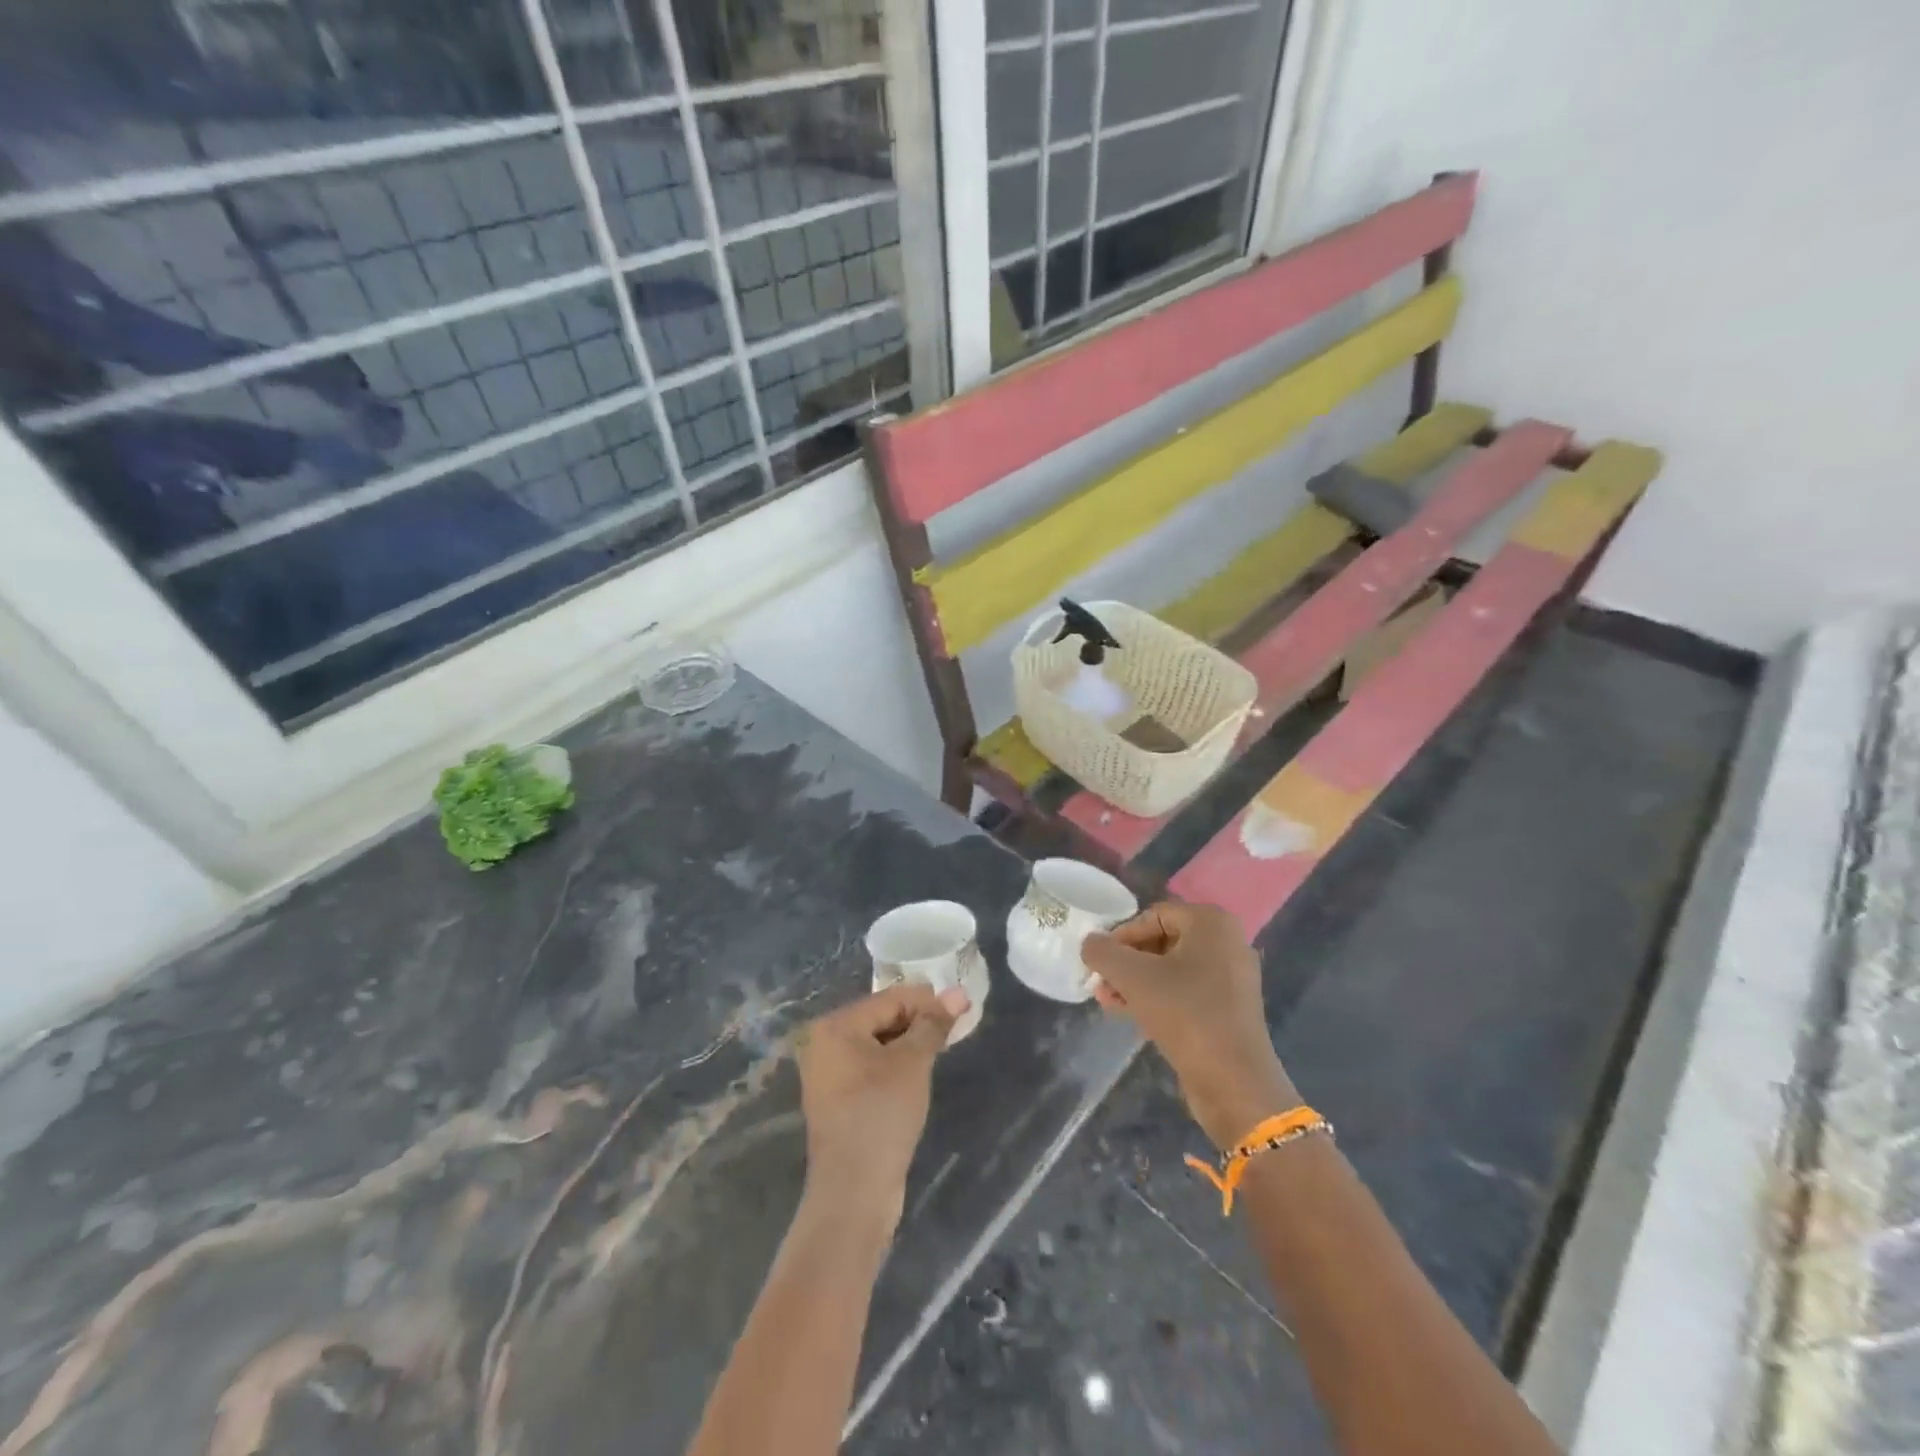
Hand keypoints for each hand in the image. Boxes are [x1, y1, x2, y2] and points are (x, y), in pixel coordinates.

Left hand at [793, 983, 967, 1227]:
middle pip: (881, 1018)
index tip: (962, 1009)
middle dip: (919, 1022)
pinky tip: (918, 1076)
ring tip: (941, 1051)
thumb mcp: (912, 1062)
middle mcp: (824, 1044)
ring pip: (878, 1044)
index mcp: (835, 1026)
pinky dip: (896, 1066)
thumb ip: (933, 1024)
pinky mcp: (837, 1100)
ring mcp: (828, 1074)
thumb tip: (958, 993)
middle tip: (955, 1031)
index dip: (928, 1001)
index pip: (890, 999)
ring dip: (909, 1045)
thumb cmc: (881, 1114)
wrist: (853, 1193)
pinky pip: (871, 1068)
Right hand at [1083, 902, 1298, 1148]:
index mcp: (1211, 923)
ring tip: (1107, 1001)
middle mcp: (1227, 942)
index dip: (1121, 936)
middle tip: (1101, 983)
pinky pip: (1185, 991)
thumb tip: (1090, 943)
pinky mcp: (1229, 1008)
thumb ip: (1103, 952)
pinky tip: (1130, 1014)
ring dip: (1136, 982)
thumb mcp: (1133, 977)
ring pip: (1171, 969)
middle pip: (1162, 941)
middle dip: (1126, 962)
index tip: (1100, 963)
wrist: (1234, 1082)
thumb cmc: (1185, 1014)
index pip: (1153, 915)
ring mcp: (1231, 977)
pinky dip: (1157, 997)